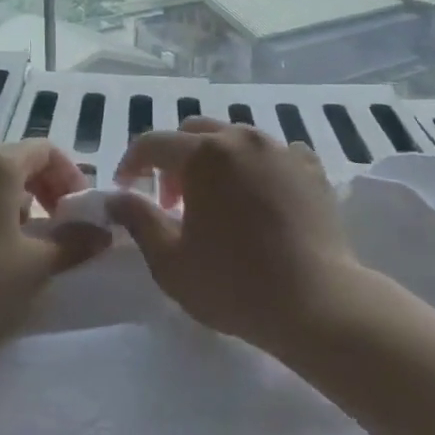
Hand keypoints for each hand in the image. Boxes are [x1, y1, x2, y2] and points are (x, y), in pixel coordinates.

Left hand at [0, 142, 111, 367]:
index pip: (45, 151)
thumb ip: (75, 242)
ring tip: (20, 243)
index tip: (78, 212)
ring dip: (11, 202)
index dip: (69, 177)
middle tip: (55, 227)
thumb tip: (102, 232)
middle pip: (13, 161)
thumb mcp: (36, 265)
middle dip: (41, 190)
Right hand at [109, 119, 363, 356]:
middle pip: (195, 132)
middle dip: (174, 160)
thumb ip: (138, 219)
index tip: (124, 189)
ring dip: (214, 161)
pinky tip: (259, 198)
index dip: (131, 163)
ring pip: (235, 139)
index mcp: (204, 154)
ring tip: (216, 202)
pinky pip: (274, 154)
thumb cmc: (234, 284)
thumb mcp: (170, 260)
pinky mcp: (311, 167)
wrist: (318, 303)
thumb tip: (116, 197)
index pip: (153, 143)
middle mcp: (242, 138)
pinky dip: (256, 168)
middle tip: (171, 203)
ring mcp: (281, 149)